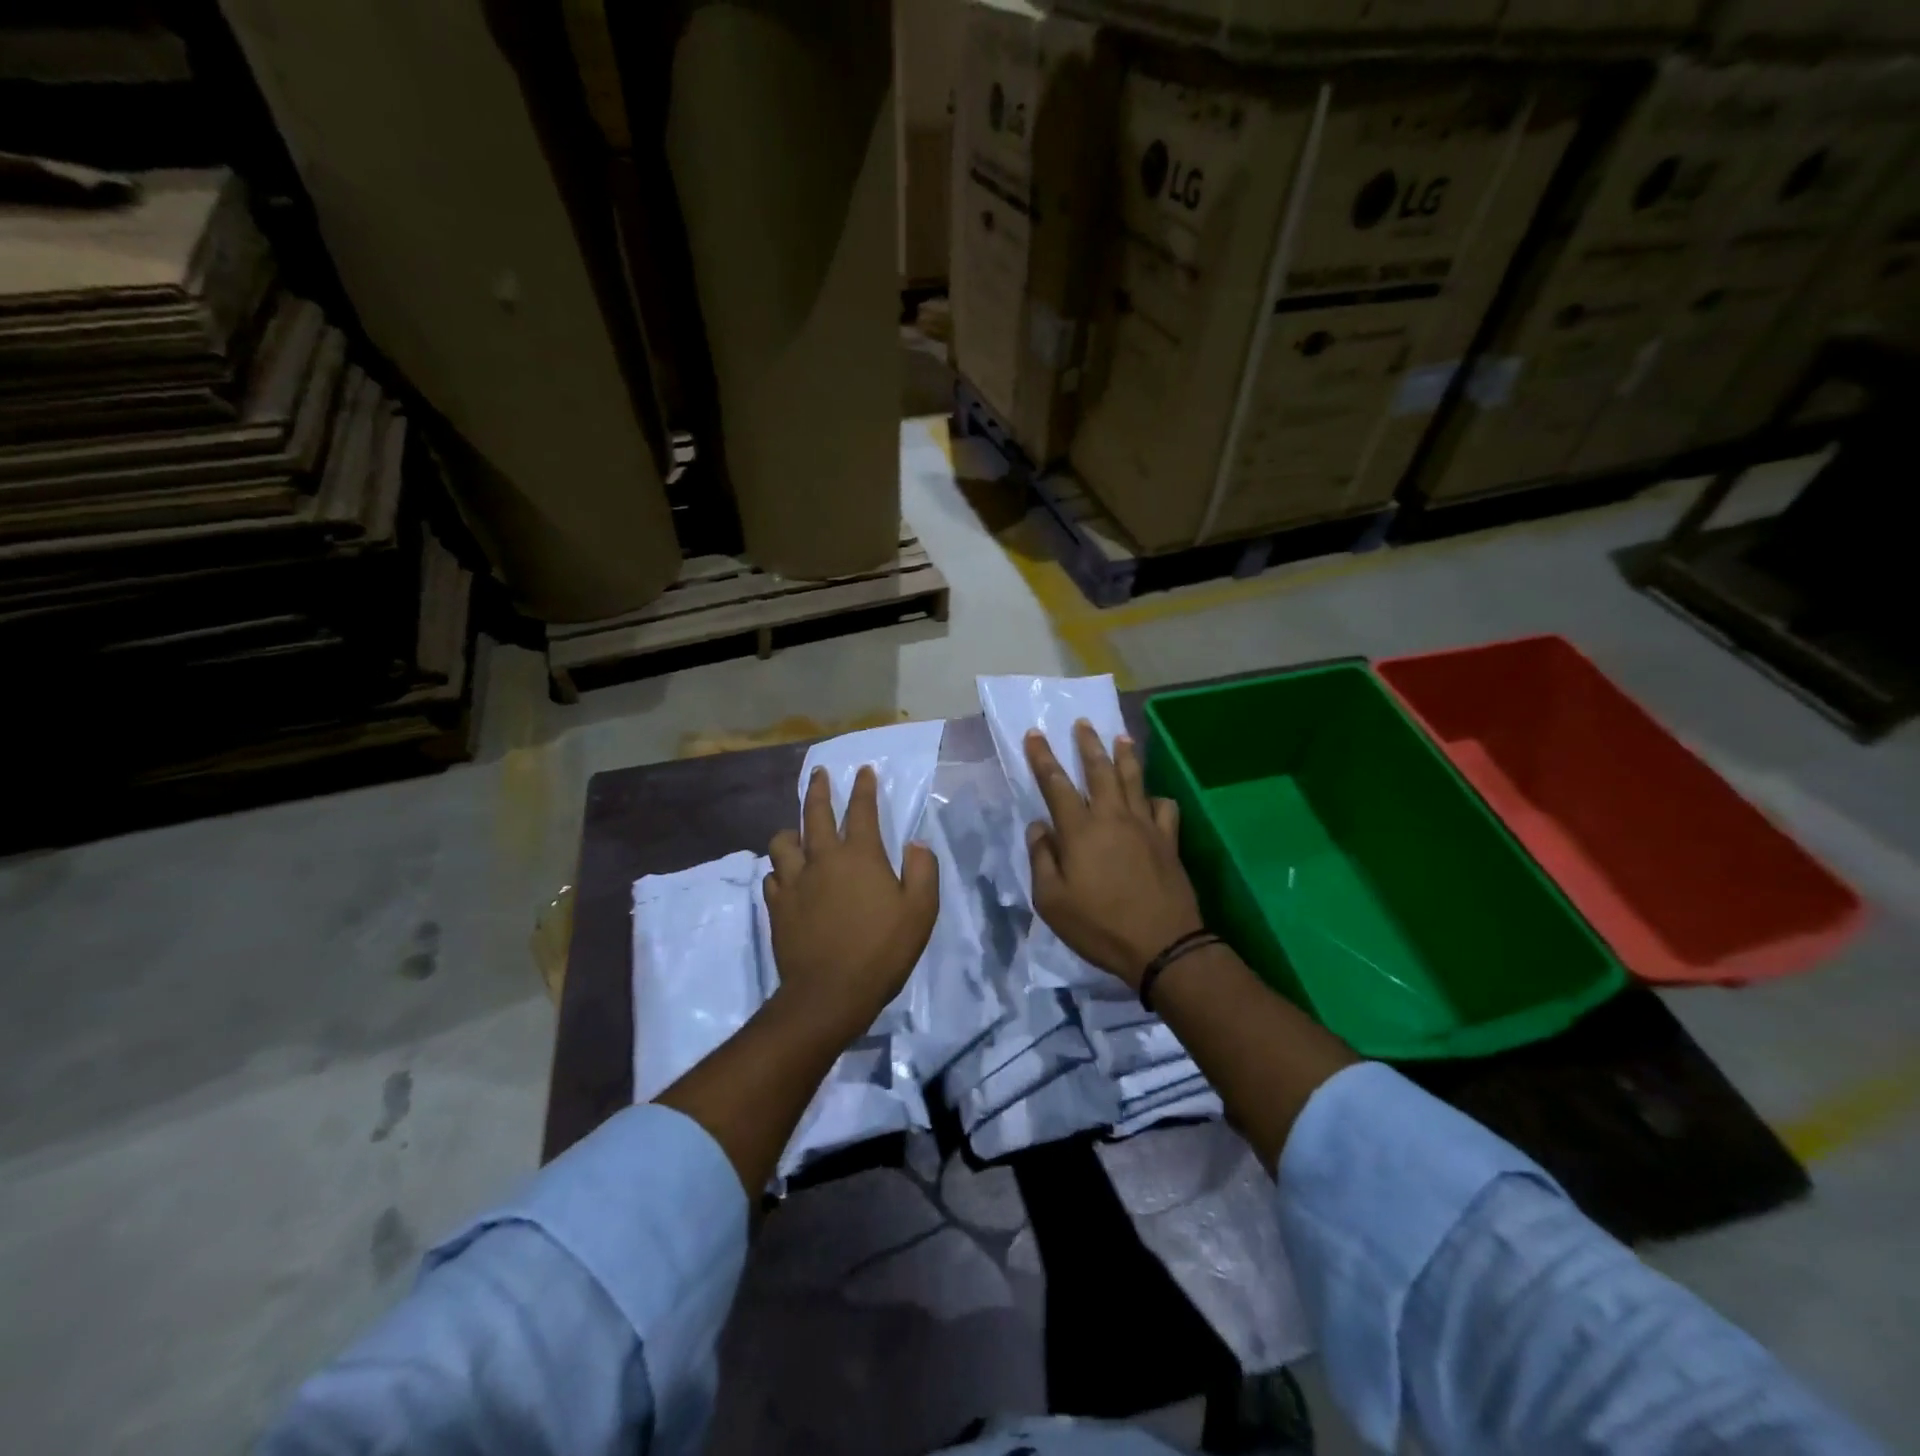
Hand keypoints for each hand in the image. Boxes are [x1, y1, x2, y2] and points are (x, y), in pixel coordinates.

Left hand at [766, 765, 938, 1040]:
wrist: (830, 993)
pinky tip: (785, 876)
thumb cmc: (881, 950)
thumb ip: (922, 870)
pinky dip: (779, 871)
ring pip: (782, 842)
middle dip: (818, 789)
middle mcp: (822, 859)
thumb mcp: (920, 911)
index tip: (863, 770)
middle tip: (819, 774)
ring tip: (796, 831)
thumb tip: (915, 844)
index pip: (861, 810)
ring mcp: (794, 882)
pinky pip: (772, 877)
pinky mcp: (777, 907)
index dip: (863, 788)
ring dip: (791, 831)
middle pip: (814, 813)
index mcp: (859, 855)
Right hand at [1025, 721, 1204, 989]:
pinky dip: (1155, 797)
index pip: (1056, 784)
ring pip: (1134, 780)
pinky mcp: (1168, 840)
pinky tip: (1151, 798)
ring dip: (1125, 756)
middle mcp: (1112, 817)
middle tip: (1083, 722)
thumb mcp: (1051, 901)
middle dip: (1088, 744)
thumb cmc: (1099, 925)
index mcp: (1079, 830)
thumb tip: (1038, 827)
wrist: (1162, 945)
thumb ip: (1041, 859)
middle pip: (1099, 770)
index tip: (1035, 734)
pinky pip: (1164, 807)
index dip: (1043, 758)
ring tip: (1121, 737)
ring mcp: (1145, 826)